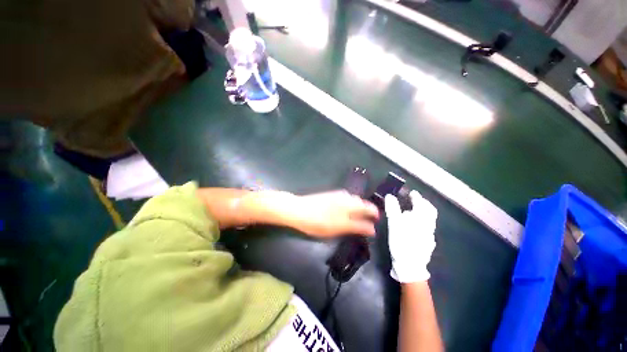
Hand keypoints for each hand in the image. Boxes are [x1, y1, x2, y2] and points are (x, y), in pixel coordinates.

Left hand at [287, 191, 379, 237]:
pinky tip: (348, 208)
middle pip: (363, 204)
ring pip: (356, 200)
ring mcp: (339, 195)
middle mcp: (346, 199)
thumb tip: (371, 229)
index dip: (373, 221)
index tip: (374, 228)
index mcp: (349, 207)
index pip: (368, 212)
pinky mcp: (332, 194)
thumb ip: (355, 227)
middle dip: (369, 212)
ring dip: (361, 207)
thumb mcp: (337, 229)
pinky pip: (348, 197)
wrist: (299, 209)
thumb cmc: (317, 222)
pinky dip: (352, 203)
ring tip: (361, 215)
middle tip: (369, 221)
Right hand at [385, 191, 437, 282]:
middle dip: (424, 204)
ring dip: (424, 213)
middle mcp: (428, 225)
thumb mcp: (394, 224)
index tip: (412, 193)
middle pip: (430, 211)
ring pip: (430, 220)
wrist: (410, 265)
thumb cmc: (402, 242)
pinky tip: (416, 225)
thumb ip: (393, 209)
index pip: (421, 204)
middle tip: (417, 200)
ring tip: (415, 211)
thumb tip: (390, 196)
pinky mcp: (428, 242)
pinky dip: (423, 222)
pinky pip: (428, 227)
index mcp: (421, 219)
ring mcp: (430, 235)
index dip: (417, 197)